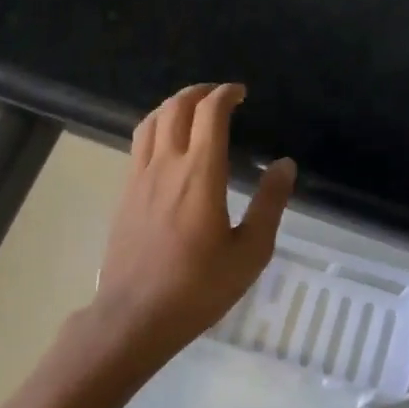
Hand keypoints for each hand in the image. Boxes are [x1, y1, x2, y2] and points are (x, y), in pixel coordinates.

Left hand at [91, 83, 295, 359]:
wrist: (136, 315)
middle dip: (199, 92)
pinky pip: (138, 144)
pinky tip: (167, 145)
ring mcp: (139, 178)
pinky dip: (156, 127)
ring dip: (173, 105)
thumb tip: (285, 164)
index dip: (226, 94)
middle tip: (220, 96)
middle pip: (176, 107)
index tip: (241, 94)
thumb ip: (269, 204)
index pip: (209, 113)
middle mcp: (166, 165)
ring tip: (192, 110)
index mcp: (200, 174)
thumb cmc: (199, 287)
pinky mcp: (124, 194)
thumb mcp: (250, 251)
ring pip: (151, 121)